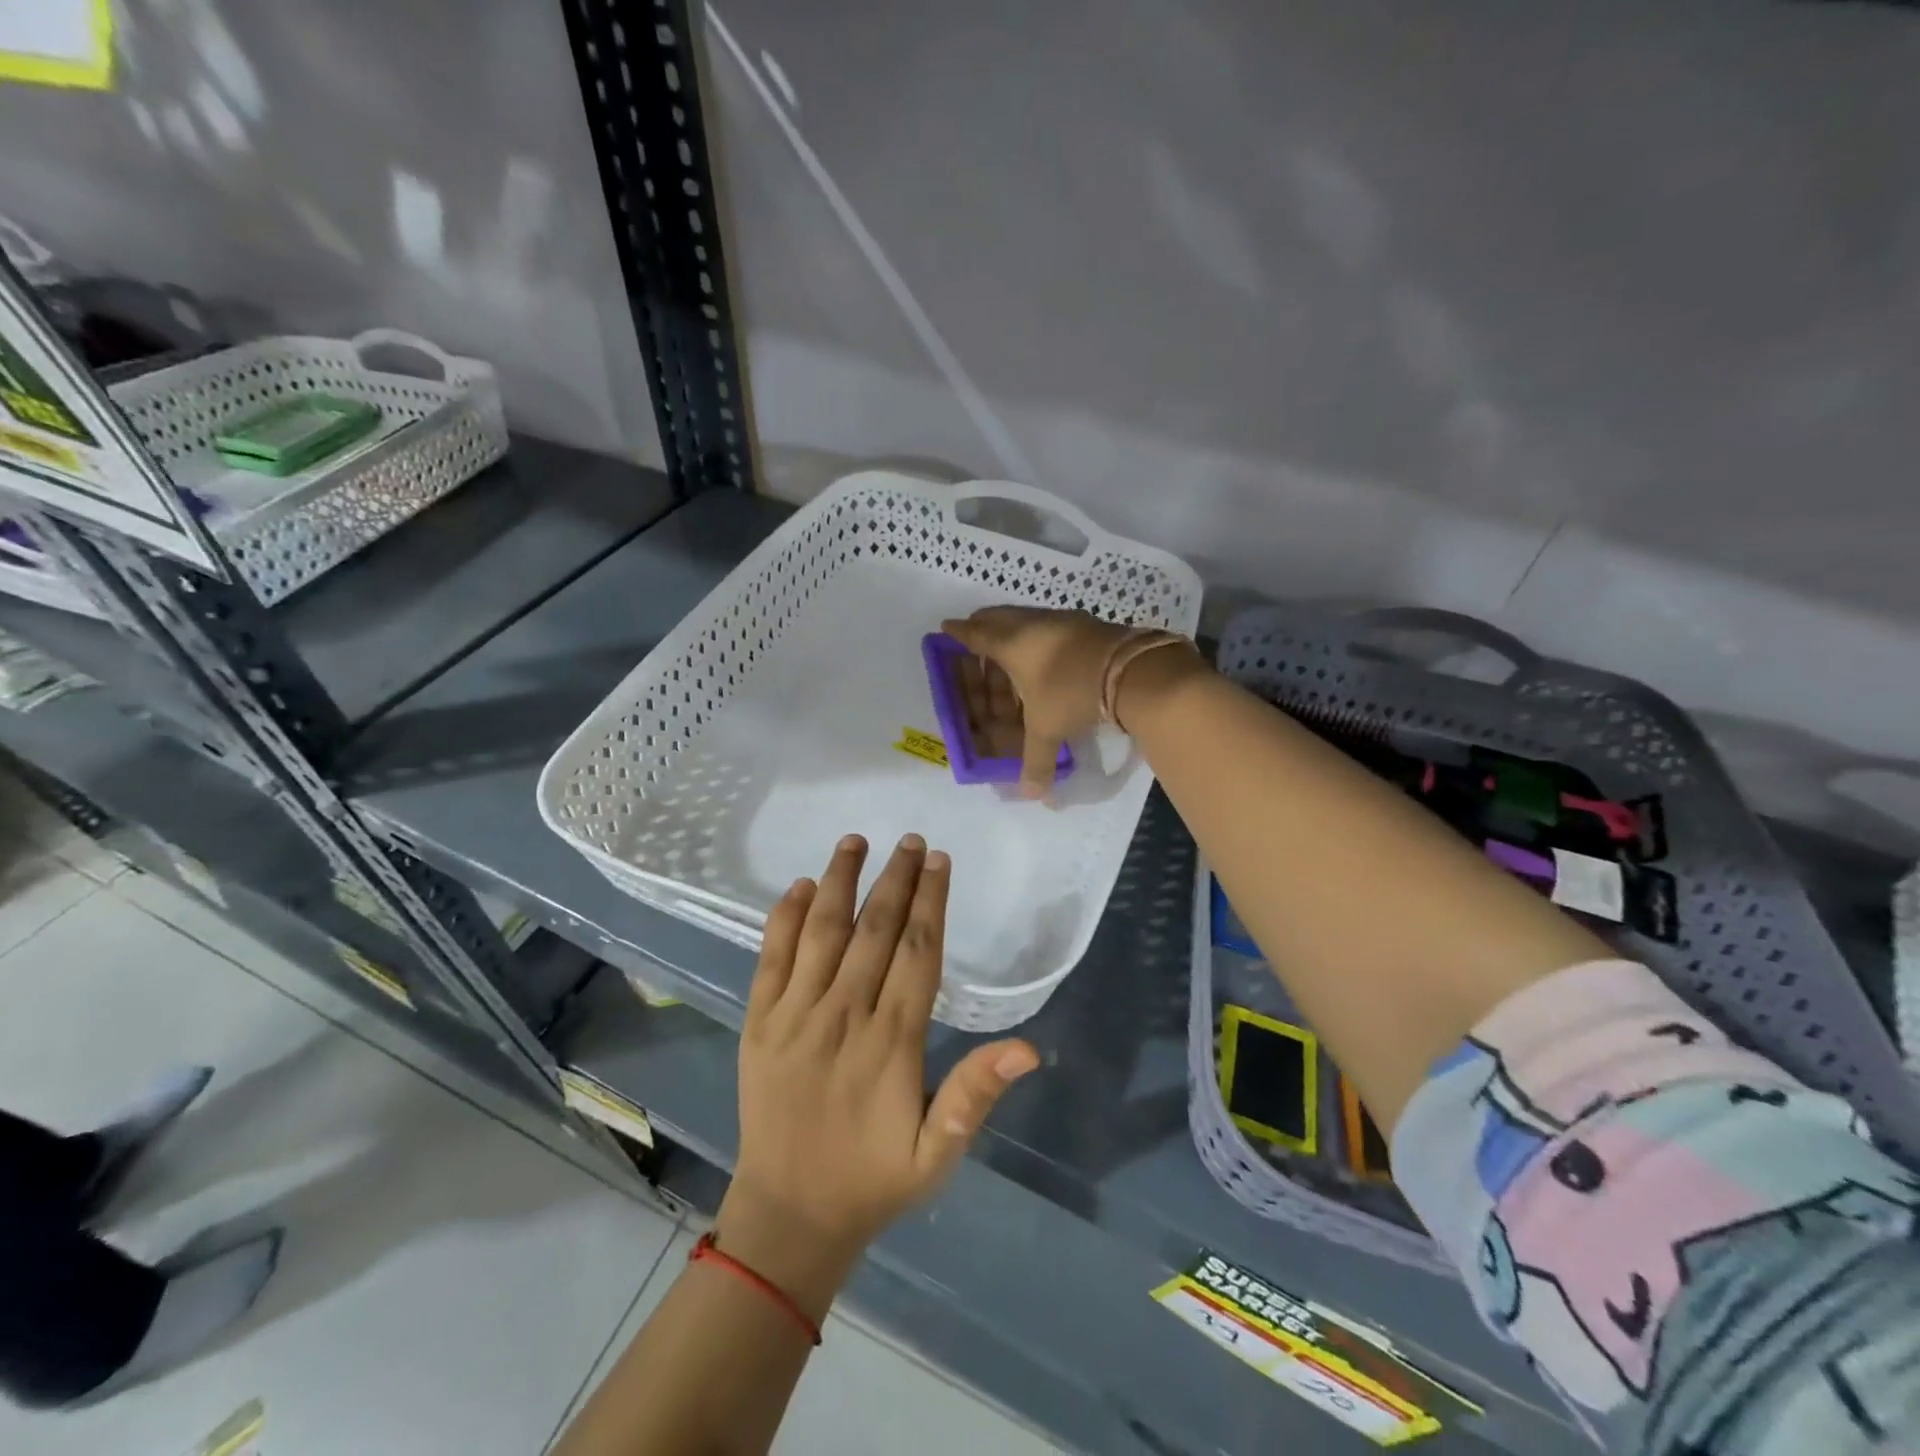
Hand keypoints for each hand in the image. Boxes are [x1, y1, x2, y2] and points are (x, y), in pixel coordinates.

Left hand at [717, 834, 1039, 1319]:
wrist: (788, 1215)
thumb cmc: (872, 1179)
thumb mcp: (937, 1152)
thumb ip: (975, 1093)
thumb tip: (1028, 1049)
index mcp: (890, 1041)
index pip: (917, 952)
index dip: (931, 902)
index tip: (939, 861)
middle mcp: (843, 1014)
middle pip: (873, 929)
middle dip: (895, 878)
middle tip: (910, 839)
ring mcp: (795, 1014)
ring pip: (821, 931)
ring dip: (840, 880)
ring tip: (855, 840)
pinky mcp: (759, 1021)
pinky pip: (771, 957)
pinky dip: (784, 918)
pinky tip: (800, 886)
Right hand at [942, 607, 1201, 796]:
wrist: (1131, 670)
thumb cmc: (1071, 693)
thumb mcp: (1048, 728)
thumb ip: (1036, 760)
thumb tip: (1033, 795)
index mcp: (1011, 643)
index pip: (976, 634)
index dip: (959, 633)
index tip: (946, 628)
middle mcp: (1032, 624)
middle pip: (998, 619)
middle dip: (983, 629)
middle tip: (975, 642)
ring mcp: (1062, 620)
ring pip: (1027, 622)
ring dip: (1014, 636)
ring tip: (1010, 658)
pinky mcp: (1087, 624)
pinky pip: (1051, 628)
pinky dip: (1040, 641)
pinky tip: (1048, 659)